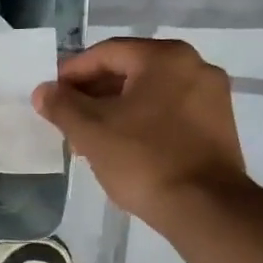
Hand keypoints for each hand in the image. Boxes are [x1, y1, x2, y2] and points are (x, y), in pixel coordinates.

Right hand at [32, 37, 245, 220]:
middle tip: (66, 117)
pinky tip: (121, 146)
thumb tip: (44, 91)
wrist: (205, 208)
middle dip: (93, 93)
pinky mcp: (219, 125)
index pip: (106, 53)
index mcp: (164, 57)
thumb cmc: (143, 159)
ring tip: (88, 137)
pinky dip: (141, 121)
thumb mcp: (90, 130)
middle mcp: (194, 66)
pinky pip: (169, 111)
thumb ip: (61, 105)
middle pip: (130, 71)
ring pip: (149, 93)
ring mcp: (212, 96)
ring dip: (115, 109)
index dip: (72, 72)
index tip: (51, 94)